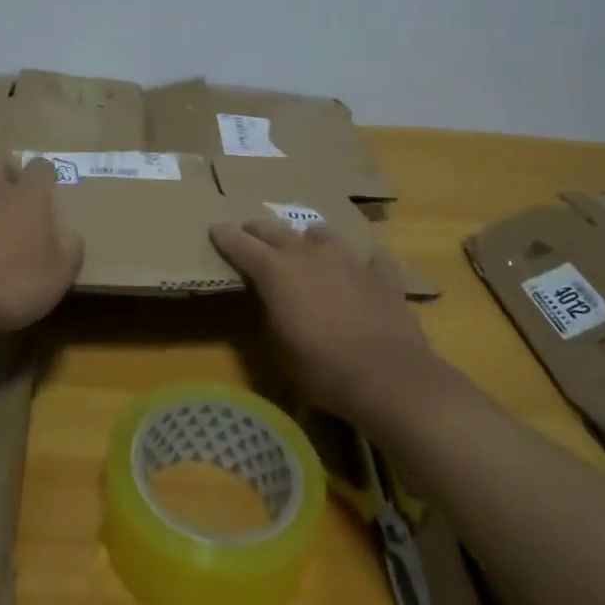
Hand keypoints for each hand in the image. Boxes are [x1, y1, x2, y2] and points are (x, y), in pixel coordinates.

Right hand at [209, 218, 446, 425]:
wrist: (389, 377)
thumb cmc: (323, 369)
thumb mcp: (280, 348)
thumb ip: (271, 314)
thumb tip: (273, 301)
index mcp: (277, 271)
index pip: (242, 245)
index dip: (225, 235)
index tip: (215, 227)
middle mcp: (310, 255)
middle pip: (277, 231)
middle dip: (259, 230)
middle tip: (250, 231)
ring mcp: (349, 260)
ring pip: (323, 234)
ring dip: (310, 238)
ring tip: (307, 244)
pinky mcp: (383, 275)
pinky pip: (371, 258)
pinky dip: (364, 261)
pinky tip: (365, 267)